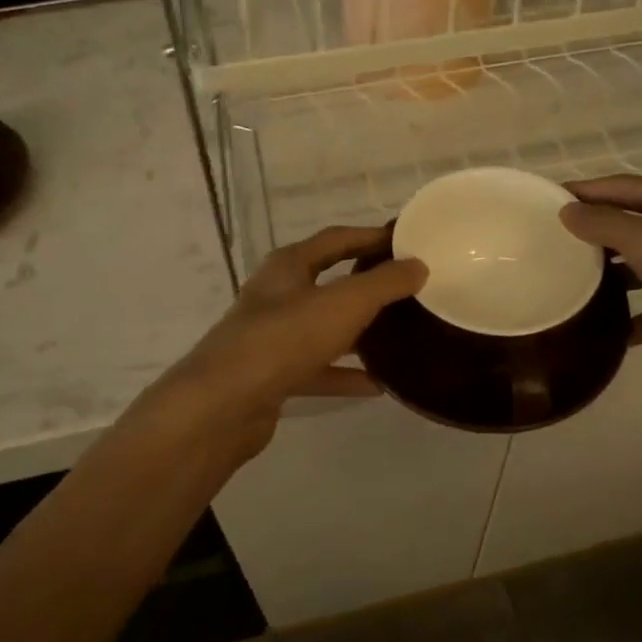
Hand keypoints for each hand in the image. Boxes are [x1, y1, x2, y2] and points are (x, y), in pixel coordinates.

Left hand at [135, 226, 425, 468]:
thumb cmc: (285, 338)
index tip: (407, 242)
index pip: (337, 239)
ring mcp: (271, 337)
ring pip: (323, 328)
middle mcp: (277, 295)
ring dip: (357, 332)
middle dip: (366, 285)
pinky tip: (376, 385)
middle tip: (408, 289)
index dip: (371, 236)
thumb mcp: (344, 304)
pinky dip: (344, 374)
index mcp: (289, 266)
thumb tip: (418, 265)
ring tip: (398, 336)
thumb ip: (384, 283)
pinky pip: (316, 368)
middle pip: (329, 282)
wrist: (223, 404)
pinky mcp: (271, 375)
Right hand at [560, 176, 641, 388]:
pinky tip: (615, 334)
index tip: (545, 201)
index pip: (623, 186)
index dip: (584, 191)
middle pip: (636, 223)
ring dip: (617, 276)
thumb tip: (567, 211)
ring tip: (576, 287)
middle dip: (597, 234)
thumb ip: (606, 225)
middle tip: (554, 246)